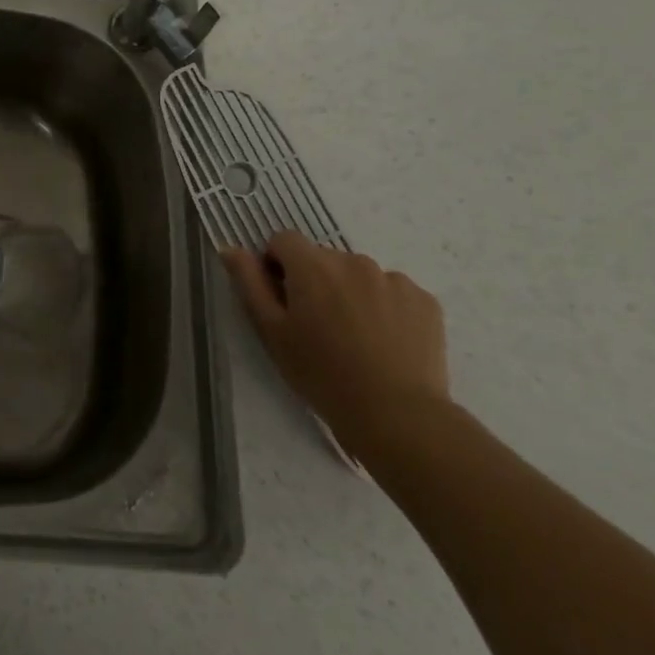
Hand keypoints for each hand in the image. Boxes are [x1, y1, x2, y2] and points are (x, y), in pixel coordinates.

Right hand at [223, 232, 450, 457]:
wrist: (396, 414)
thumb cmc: (321, 373)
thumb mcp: (271, 332)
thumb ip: (249, 283)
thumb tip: (231, 249)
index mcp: (312, 265)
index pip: (284, 240)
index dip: (276, 265)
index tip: (282, 299)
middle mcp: (353, 260)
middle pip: (323, 259)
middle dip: (315, 282)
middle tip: (317, 327)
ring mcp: (393, 279)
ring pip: (359, 276)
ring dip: (350, 294)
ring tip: (355, 339)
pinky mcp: (424, 300)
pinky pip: (393, 293)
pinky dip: (384, 308)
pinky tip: (385, 343)